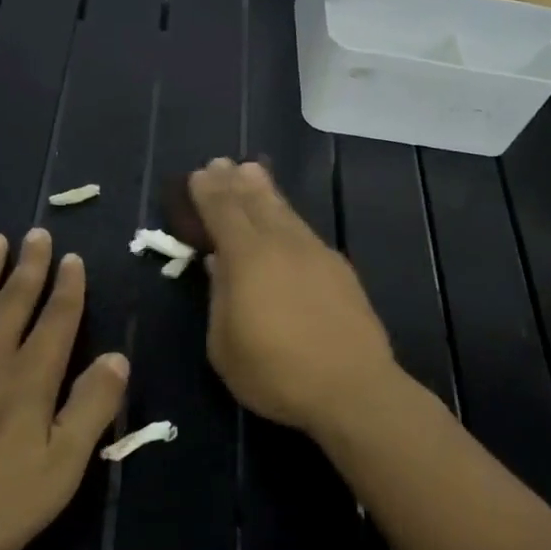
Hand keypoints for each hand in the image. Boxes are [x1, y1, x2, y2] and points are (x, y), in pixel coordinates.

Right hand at [188, 158, 398, 432]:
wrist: (352, 386)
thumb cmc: (276, 372)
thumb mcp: (224, 345)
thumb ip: (219, 298)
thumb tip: (218, 263)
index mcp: (247, 258)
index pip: (223, 212)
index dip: (208, 192)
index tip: (198, 175)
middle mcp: (282, 244)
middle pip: (254, 203)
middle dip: (234, 182)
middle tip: (222, 163)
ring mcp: (315, 253)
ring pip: (284, 212)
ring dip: (265, 191)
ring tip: (252, 172)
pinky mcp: (338, 268)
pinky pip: (304, 230)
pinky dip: (287, 215)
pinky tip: (285, 220)